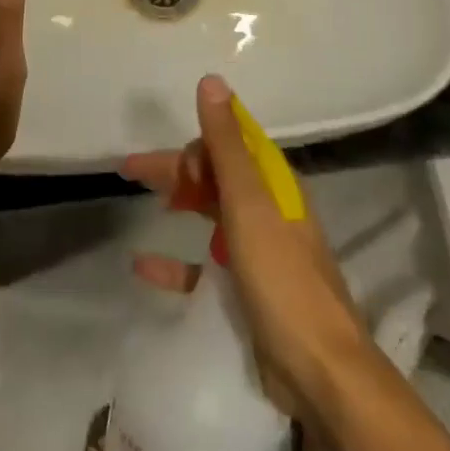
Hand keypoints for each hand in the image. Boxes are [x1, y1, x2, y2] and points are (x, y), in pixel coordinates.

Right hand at [123, 75, 371, 422]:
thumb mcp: (248, 203)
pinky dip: (176, 261)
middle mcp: (267, 208)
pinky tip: (143, 265)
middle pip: (216, 175)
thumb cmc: (282, 277)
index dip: (197, 141)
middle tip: (130, 171)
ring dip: (179, 201)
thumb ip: (226, 144)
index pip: (231, 142)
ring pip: (210, 212)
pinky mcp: (247, 290)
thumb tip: (212, 80)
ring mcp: (258, 249)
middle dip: (177, 168)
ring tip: (140, 199)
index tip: (163, 155)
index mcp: (272, 182)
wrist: (320, 370)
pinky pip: (204, 265)